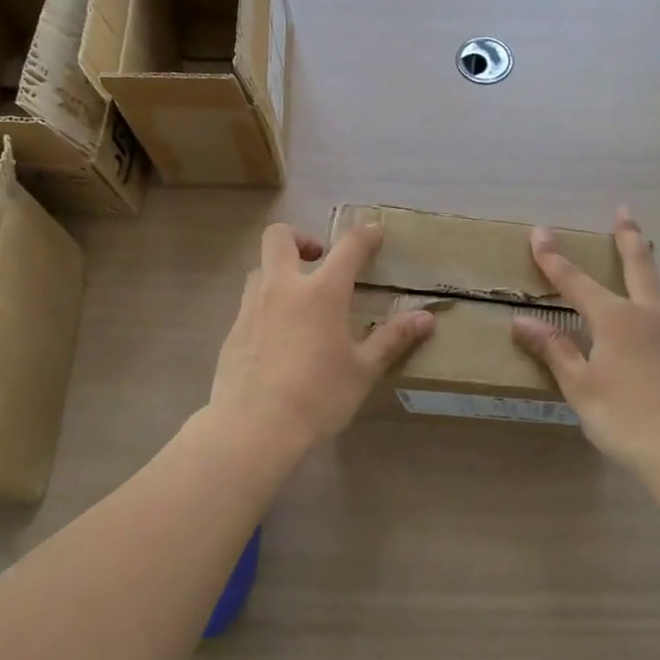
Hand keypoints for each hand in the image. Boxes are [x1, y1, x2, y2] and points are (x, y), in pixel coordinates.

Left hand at [207, 221, 435, 451]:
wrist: (252, 428)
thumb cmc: (317, 396)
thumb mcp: (363, 370)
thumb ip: (393, 339)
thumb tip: (426, 319)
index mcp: (321, 292)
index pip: (348, 247)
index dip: (365, 235)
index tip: (375, 232)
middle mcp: (283, 287)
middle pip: (280, 237)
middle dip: (301, 237)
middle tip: (320, 259)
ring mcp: (252, 307)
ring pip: (261, 268)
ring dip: (281, 271)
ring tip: (300, 301)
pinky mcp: (233, 331)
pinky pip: (250, 303)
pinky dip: (267, 305)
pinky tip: (279, 338)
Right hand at [511, 208, 659, 476]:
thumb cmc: (625, 417)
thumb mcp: (580, 386)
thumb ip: (554, 350)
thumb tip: (522, 321)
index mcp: (616, 319)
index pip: (576, 281)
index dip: (554, 257)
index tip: (540, 231)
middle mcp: (648, 315)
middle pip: (638, 266)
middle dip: (627, 237)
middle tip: (624, 212)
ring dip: (651, 268)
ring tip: (647, 258)